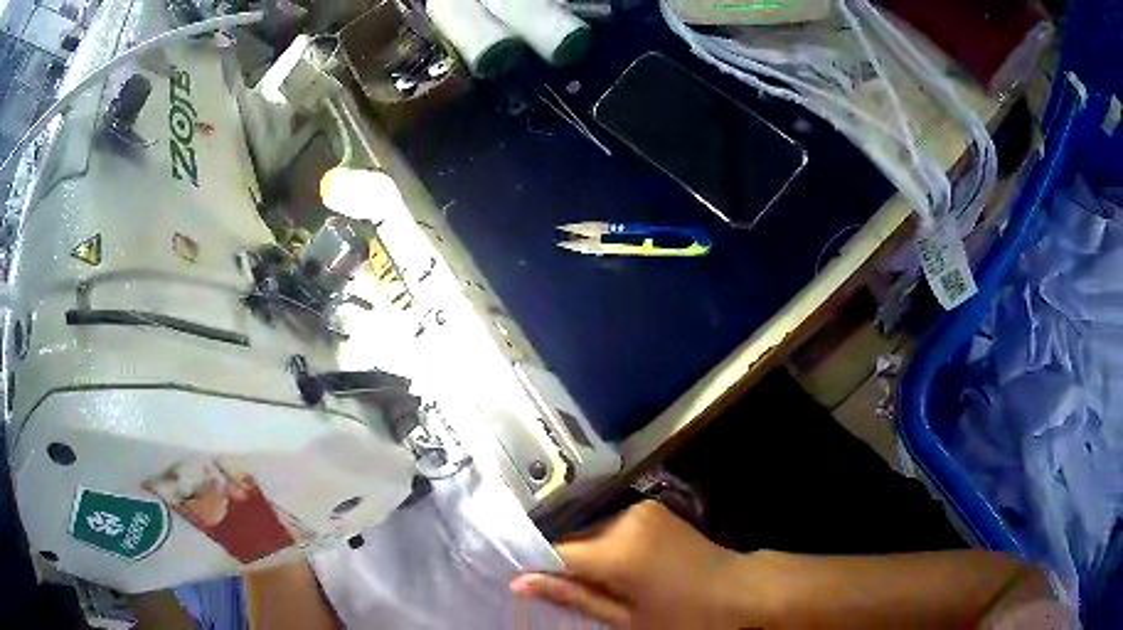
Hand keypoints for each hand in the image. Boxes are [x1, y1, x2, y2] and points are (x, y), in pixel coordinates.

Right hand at [510, 501, 758, 628]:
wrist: (739, 588)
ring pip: (590, 533)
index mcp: (619, 551)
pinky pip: (611, 527)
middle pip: (572, 541)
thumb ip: (574, 598)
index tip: (524, 585)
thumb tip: (519, 584)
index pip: (555, 553)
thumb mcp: (627, 619)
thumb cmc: (685, 615)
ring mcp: (640, 509)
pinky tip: (618, 568)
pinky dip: (605, 546)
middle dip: (563, 566)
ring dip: (585, 556)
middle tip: (566, 594)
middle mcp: (625, 520)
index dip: (537, 569)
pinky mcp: (651, 508)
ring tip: (599, 585)